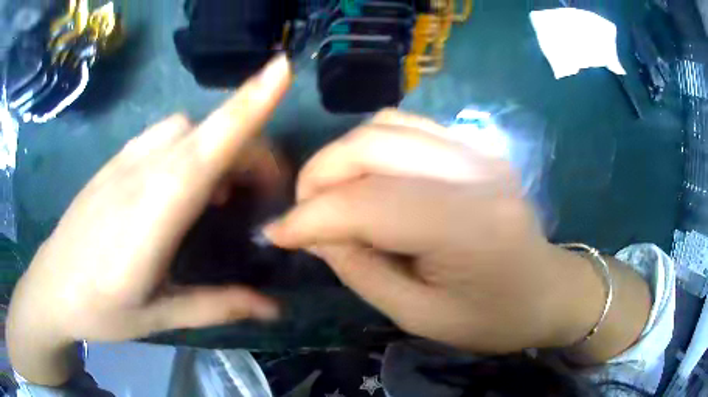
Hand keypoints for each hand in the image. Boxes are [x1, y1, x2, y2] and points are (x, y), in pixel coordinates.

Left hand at [8, 56, 291, 384]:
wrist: (50, 289)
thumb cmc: (100, 309)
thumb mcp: (161, 315)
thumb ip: (218, 305)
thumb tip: (275, 308)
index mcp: (154, 210)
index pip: (210, 144)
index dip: (249, 103)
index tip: (282, 69)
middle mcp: (140, 171)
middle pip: (208, 131)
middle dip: (249, 148)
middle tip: (262, 196)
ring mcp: (123, 161)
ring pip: (185, 127)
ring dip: (216, 145)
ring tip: (221, 193)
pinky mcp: (113, 163)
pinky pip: (161, 135)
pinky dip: (188, 147)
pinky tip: (181, 185)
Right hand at [266, 111, 613, 353]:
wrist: (547, 292)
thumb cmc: (491, 318)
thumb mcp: (419, 315)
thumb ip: (360, 270)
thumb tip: (313, 234)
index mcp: (468, 227)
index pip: (367, 204)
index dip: (309, 218)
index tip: (276, 235)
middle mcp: (475, 171)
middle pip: (372, 144)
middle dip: (319, 175)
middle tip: (304, 213)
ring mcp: (479, 149)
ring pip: (386, 124)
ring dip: (343, 156)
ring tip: (331, 194)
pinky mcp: (477, 145)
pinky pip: (409, 125)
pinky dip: (373, 146)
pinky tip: (368, 177)